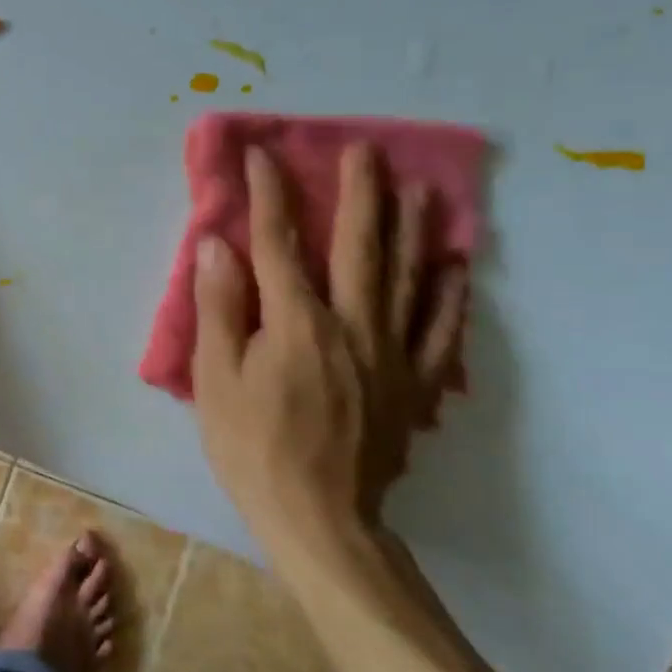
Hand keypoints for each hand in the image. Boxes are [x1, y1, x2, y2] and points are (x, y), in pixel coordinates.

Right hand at [190, 142, 468, 569]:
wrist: (321, 521)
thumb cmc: (254, 447)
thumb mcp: (217, 378)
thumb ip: (220, 307)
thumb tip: (218, 244)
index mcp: (296, 321)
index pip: (279, 243)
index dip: (270, 195)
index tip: (263, 154)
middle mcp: (351, 324)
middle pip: (358, 246)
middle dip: (359, 193)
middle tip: (366, 150)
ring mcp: (392, 354)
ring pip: (406, 278)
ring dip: (411, 229)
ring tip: (421, 189)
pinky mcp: (415, 386)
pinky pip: (440, 332)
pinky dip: (449, 296)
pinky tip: (454, 268)